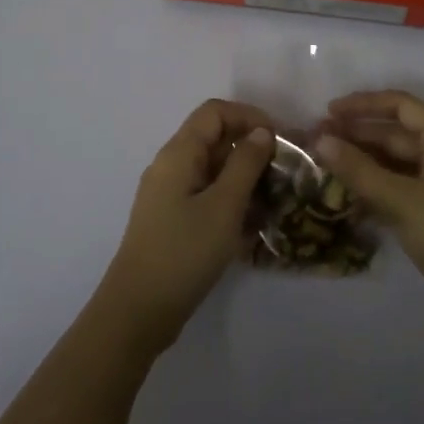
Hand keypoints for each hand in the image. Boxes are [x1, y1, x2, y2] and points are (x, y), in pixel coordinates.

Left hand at [99, 99, 275, 352]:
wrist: (138, 312)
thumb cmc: (184, 252)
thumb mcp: (224, 206)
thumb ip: (246, 164)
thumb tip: (262, 133)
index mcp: (179, 153)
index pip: (215, 112)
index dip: (249, 116)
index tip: (280, 139)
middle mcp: (171, 166)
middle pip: (214, 138)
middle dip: (251, 148)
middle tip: (285, 171)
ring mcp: (169, 194)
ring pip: (213, 169)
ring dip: (244, 177)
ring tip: (276, 198)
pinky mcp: (173, 220)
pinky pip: (207, 195)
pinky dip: (231, 200)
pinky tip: (254, 224)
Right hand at [317, 91, 423, 335]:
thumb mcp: (401, 200)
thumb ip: (359, 169)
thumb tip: (320, 141)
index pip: (401, 105)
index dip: (364, 104)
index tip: (330, 111)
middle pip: (395, 132)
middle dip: (357, 133)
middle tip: (316, 140)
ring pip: (394, 160)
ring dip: (361, 160)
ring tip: (324, 163)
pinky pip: (397, 184)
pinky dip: (373, 184)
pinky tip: (344, 193)